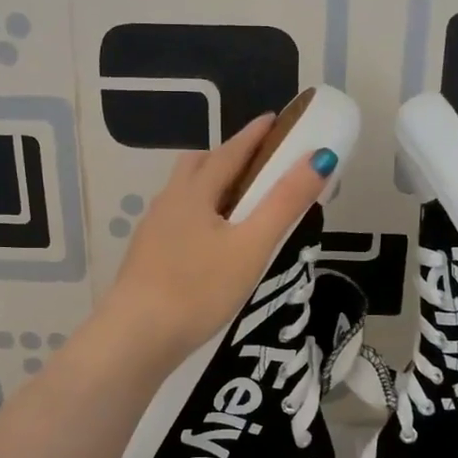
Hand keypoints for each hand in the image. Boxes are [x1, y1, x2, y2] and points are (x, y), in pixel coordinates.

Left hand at [100, 114, 333, 369]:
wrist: (137, 337)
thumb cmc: (199, 288)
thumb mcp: (251, 245)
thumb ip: (285, 203)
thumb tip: (320, 158)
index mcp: (194, 192)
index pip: (229, 152)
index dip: (254, 135)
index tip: (275, 120)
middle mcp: (168, 203)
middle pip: (198, 166)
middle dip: (228, 158)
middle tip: (258, 166)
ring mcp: (153, 232)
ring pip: (185, 196)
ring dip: (211, 189)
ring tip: (239, 208)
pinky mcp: (147, 259)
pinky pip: (178, 223)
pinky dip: (200, 217)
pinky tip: (211, 246)